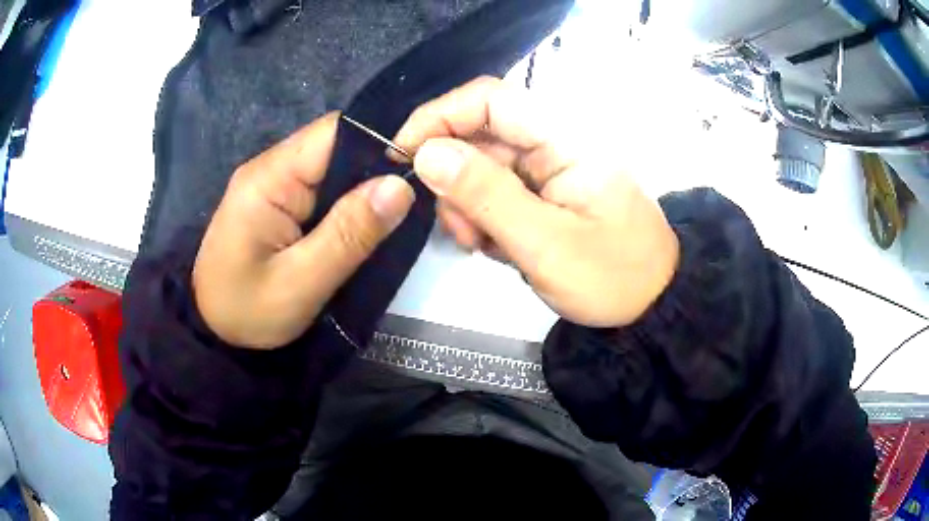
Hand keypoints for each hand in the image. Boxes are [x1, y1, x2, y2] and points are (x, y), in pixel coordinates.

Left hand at [193, 112, 414, 348]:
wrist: (210, 331)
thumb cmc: (246, 311)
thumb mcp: (301, 283)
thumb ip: (349, 234)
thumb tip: (400, 186)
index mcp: (269, 178)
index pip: (333, 132)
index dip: (378, 142)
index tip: (417, 169)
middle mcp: (270, 169)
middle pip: (334, 146)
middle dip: (373, 168)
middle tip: (412, 199)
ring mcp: (271, 184)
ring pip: (331, 168)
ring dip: (362, 188)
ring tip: (393, 213)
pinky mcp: (276, 203)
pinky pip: (320, 189)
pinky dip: (345, 203)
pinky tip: (363, 222)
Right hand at [394, 77, 678, 327]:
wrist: (652, 304)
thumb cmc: (611, 278)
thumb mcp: (544, 244)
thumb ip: (484, 195)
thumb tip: (426, 153)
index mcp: (567, 137)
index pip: (490, 98)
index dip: (439, 117)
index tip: (402, 155)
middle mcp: (557, 140)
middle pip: (480, 134)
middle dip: (455, 179)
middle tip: (460, 231)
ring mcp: (551, 165)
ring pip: (483, 166)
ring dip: (469, 205)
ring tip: (484, 246)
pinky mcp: (547, 188)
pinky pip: (498, 189)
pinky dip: (486, 217)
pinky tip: (499, 246)